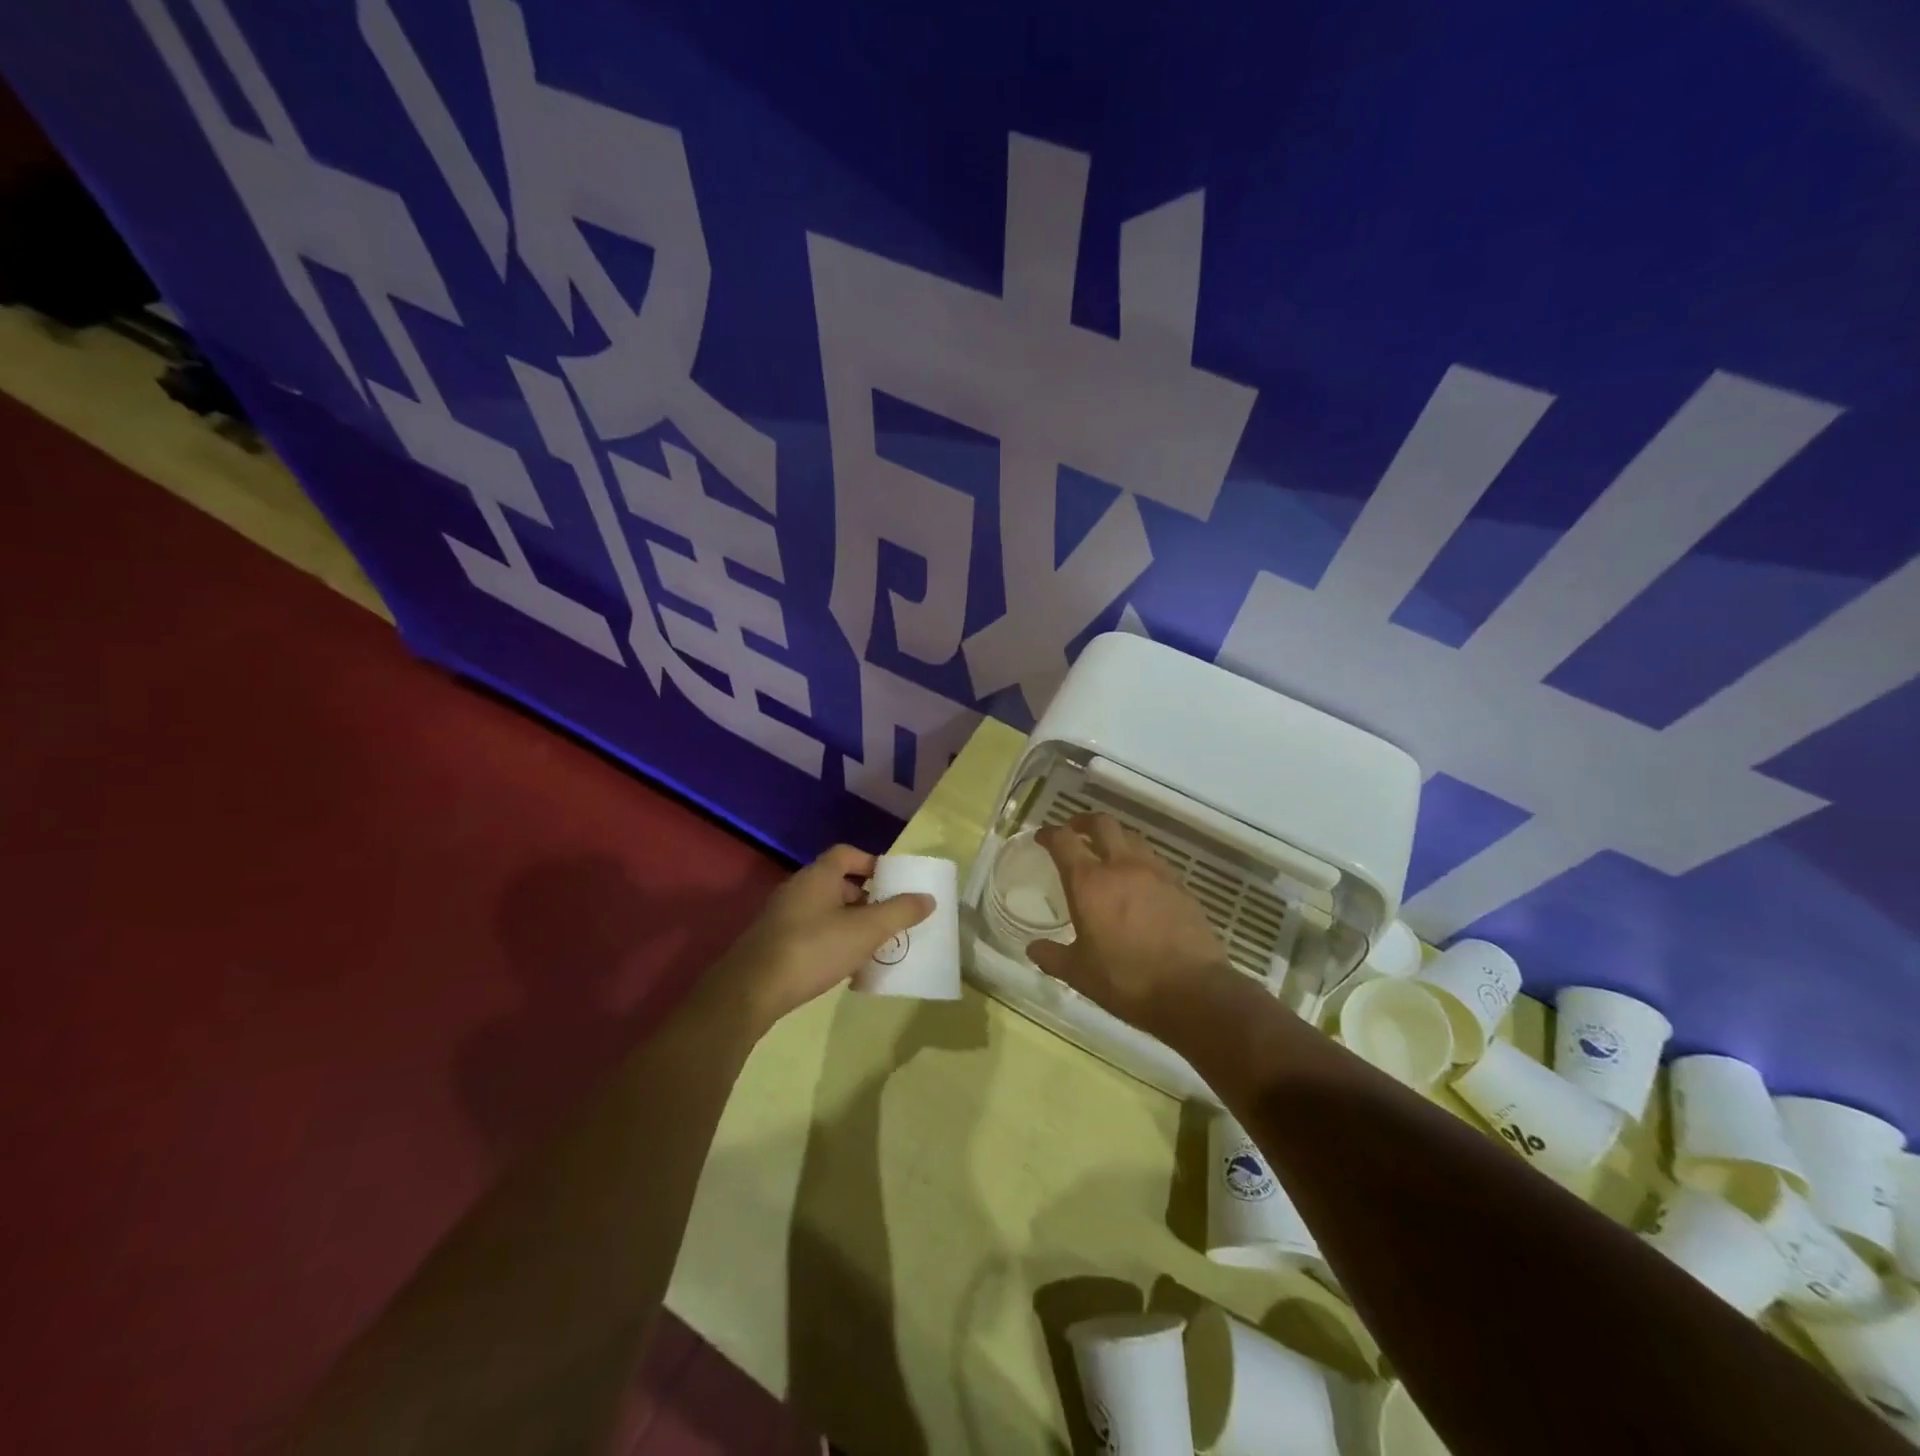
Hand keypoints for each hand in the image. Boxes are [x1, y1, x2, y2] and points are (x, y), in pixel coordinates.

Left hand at [719, 844, 933, 1026]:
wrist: (751, 990)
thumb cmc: (813, 949)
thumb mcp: (866, 930)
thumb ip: (899, 912)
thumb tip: (927, 897)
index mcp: (818, 875)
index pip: (847, 854)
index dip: (871, 863)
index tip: (892, 882)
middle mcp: (797, 888)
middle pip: (836, 882)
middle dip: (864, 898)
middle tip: (887, 918)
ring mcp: (781, 915)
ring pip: (823, 909)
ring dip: (848, 922)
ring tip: (870, 944)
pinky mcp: (772, 942)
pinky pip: (809, 931)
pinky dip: (829, 940)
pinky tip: (841, 965)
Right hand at [1030, 813, 1235, 1036]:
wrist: (1194, 991)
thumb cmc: (1127, 981)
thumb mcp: (1079, 974)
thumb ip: (1052, 957)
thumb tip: (1033, 948)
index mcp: (1090, 883)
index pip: (1064, 841)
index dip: (1050, 834)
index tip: (1042, 837)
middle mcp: (1122, 866)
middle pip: (1102, 824)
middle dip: (1084, 822)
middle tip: (1075, 830)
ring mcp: (1156, 873)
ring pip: (1132, 837)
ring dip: (1115, 838)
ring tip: (1108, 852)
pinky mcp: (1180, 886)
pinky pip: (1155, 860)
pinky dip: (1140, 860)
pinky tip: (1139, 881)